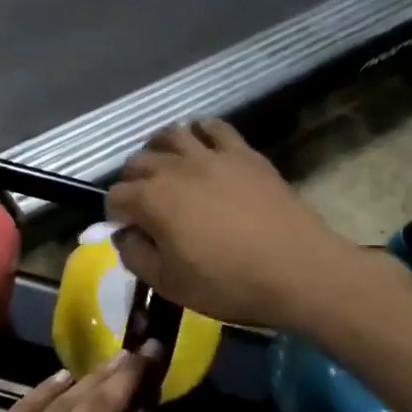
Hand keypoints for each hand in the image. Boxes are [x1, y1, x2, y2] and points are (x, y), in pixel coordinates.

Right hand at [107, 119, 346, 328]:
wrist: (295, 269)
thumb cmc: (226, 283)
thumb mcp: (168, 283)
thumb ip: (135, 256)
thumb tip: (125, 235)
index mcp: (150, 200)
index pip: (116, 196)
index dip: (116, 215)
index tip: (129, 232)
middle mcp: (173, 168)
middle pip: (138, 162)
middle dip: (134, 182)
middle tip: (146, 205)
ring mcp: (210, 155)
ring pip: (171, 135)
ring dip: (160, 150)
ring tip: (167, 168)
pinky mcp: (242, 152)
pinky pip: (214, 127)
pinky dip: (200, 132)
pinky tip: (201, 145)